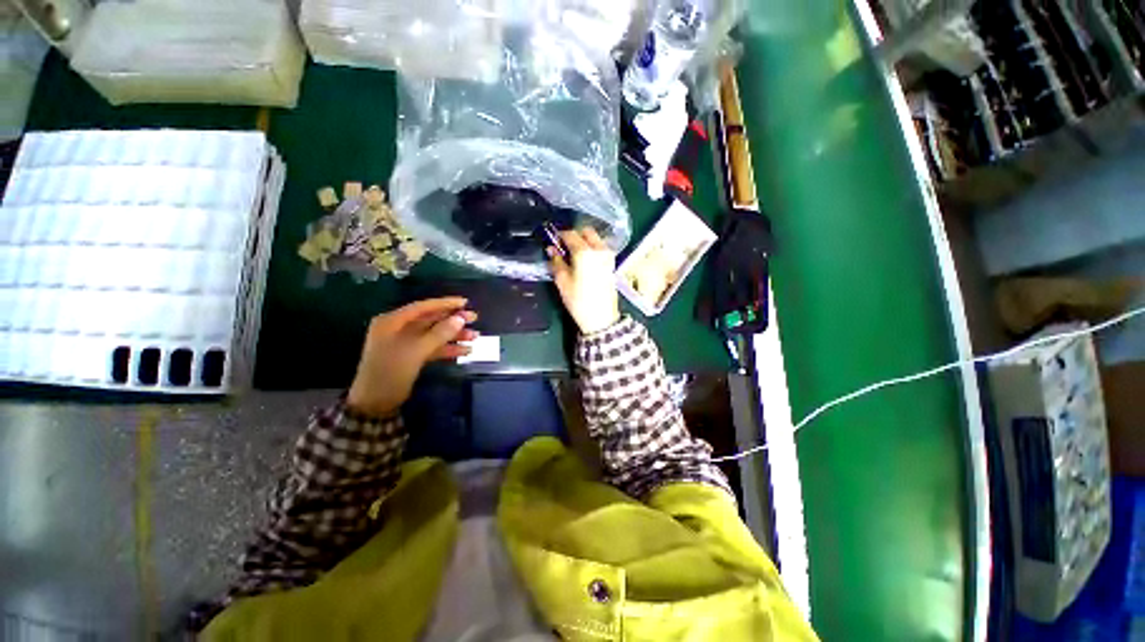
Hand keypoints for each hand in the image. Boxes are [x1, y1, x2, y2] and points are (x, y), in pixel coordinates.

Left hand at [347, 297, 477, 417]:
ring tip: (475, 337)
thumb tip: (460, 318)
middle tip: (474, 318)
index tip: (465, 302)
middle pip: (431, 320)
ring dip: (454, 336)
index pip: (423, 307)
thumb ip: (440, 334)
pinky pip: (433, 348)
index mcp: (392, 322)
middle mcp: (398, 329)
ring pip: (434, 335)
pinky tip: (465, 351)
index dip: (445, 304)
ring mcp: (406, 343)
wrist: (375, 403)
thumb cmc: (391, 372)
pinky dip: (448, 349)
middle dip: (453, 320)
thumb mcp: (416, 351)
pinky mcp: (412, 356)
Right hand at [548, 227, 619, 334]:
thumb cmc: (579, 300)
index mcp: (585, 252)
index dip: (559, 235)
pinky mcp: (611, 264)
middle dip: (574, 236)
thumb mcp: (562, 281)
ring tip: (573, 255)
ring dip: (584, 242)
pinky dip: (591, 249)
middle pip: (586, 232)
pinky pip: (600, 249)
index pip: (570, 234)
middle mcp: (599, 250)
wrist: (601, 318)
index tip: (552, 241)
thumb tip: (551, 249)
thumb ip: (556, 262)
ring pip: (595, 239)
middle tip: (563, 247)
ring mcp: (608, 256)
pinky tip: (584, 262)